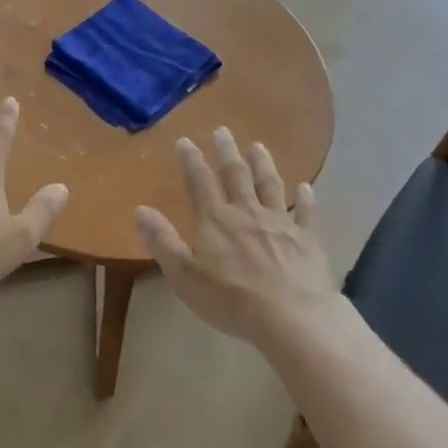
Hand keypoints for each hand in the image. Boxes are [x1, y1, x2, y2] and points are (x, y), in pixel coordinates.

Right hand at [135, 128, 337, 343]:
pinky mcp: (306, 239)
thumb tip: (140, 209)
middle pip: (236, 175)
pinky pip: (305, 212)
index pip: (200, 182)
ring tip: (258, 146)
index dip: (191, 160)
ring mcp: (280, 223)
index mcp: (216, 220)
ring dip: (263, 164)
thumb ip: (162, 241)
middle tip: (223, 130)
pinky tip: (305, 187)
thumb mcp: (184, 275)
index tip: (186, 140)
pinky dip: (305, 198)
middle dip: (227, 152)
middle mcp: (247, 212)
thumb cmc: (231, 300)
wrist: (291, 316)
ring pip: (270, 185)